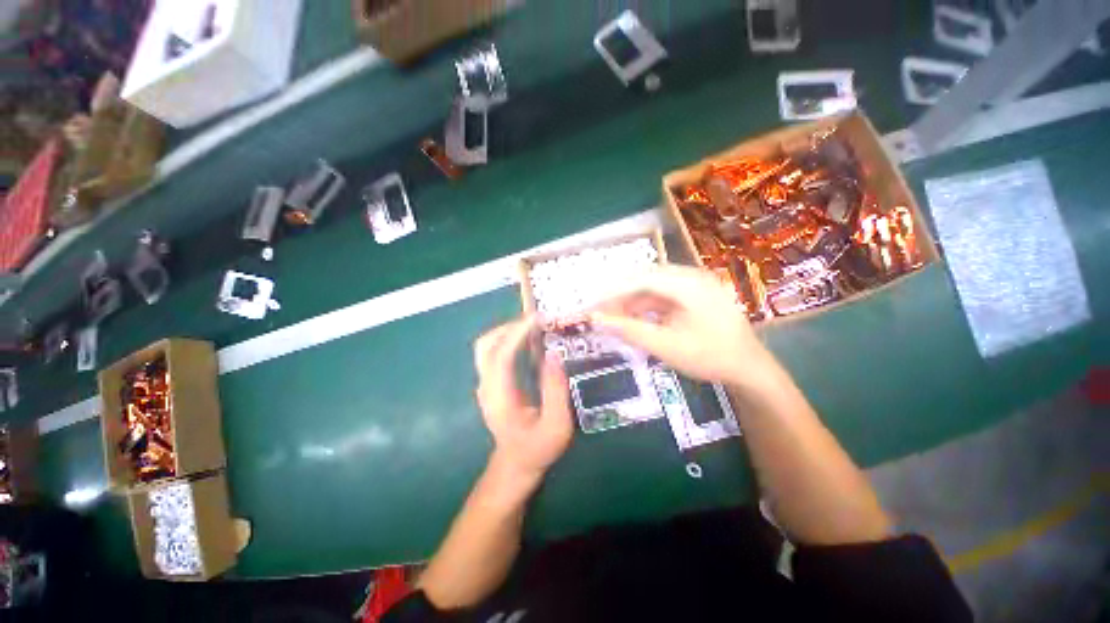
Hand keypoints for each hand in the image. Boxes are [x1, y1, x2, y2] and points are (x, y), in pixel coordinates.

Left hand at [473, 316, 572, 487]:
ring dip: (507, 331)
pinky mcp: (490, 382)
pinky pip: (493, 352)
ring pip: (486, 346)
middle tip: (536, 321)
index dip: (516, 333)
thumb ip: (556, 391)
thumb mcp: (557, 426)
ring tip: (533, 327)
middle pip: (485, 345)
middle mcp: (486, 387)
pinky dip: (507, 339)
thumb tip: (554, 354)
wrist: (516, 464)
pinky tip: (526, 340)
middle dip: (509, 327)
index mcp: (499, 398)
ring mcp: (485, 384)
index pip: (501, 356)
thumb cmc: (538, 448)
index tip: (537, 319)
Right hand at [591, 265, 775, 387]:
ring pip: (652, 287)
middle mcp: (691, 277)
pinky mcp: (693, 295)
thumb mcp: (666, 346)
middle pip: (645, 278)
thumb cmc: (710, 357)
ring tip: (612, 317)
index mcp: (689, 285)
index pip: (642, 279)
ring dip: (631, 301)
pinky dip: (644, 306)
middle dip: (620, 294)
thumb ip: (630, 331)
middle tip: (600, 310)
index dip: (614, 291)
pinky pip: (662, 296)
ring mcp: (694, 285)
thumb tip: (597, 320)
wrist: (749, 369)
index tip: (593, 304)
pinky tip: (633, 317)